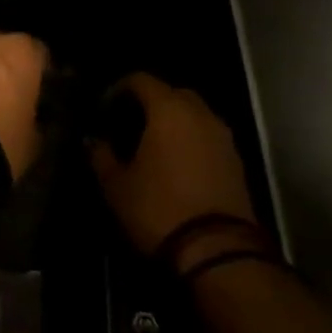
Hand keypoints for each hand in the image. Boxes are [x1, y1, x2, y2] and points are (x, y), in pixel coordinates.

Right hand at [88, 73, 255, 256]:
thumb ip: (101, 155)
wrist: (218, 252)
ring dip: (174, 122)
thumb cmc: (159, 208)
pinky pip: (208, 137)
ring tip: (152, 145)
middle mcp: (200, 114)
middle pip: (173, 93)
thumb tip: (94, 141)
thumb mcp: (116, 185)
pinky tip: (175, 164)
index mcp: (168, 110)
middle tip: (129, 124)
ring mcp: (223, 138)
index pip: (141, 80)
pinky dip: (191, 141)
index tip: (105, 108)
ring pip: (195, 115)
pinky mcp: (237, 162)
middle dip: (150, 102)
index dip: (119, 89)